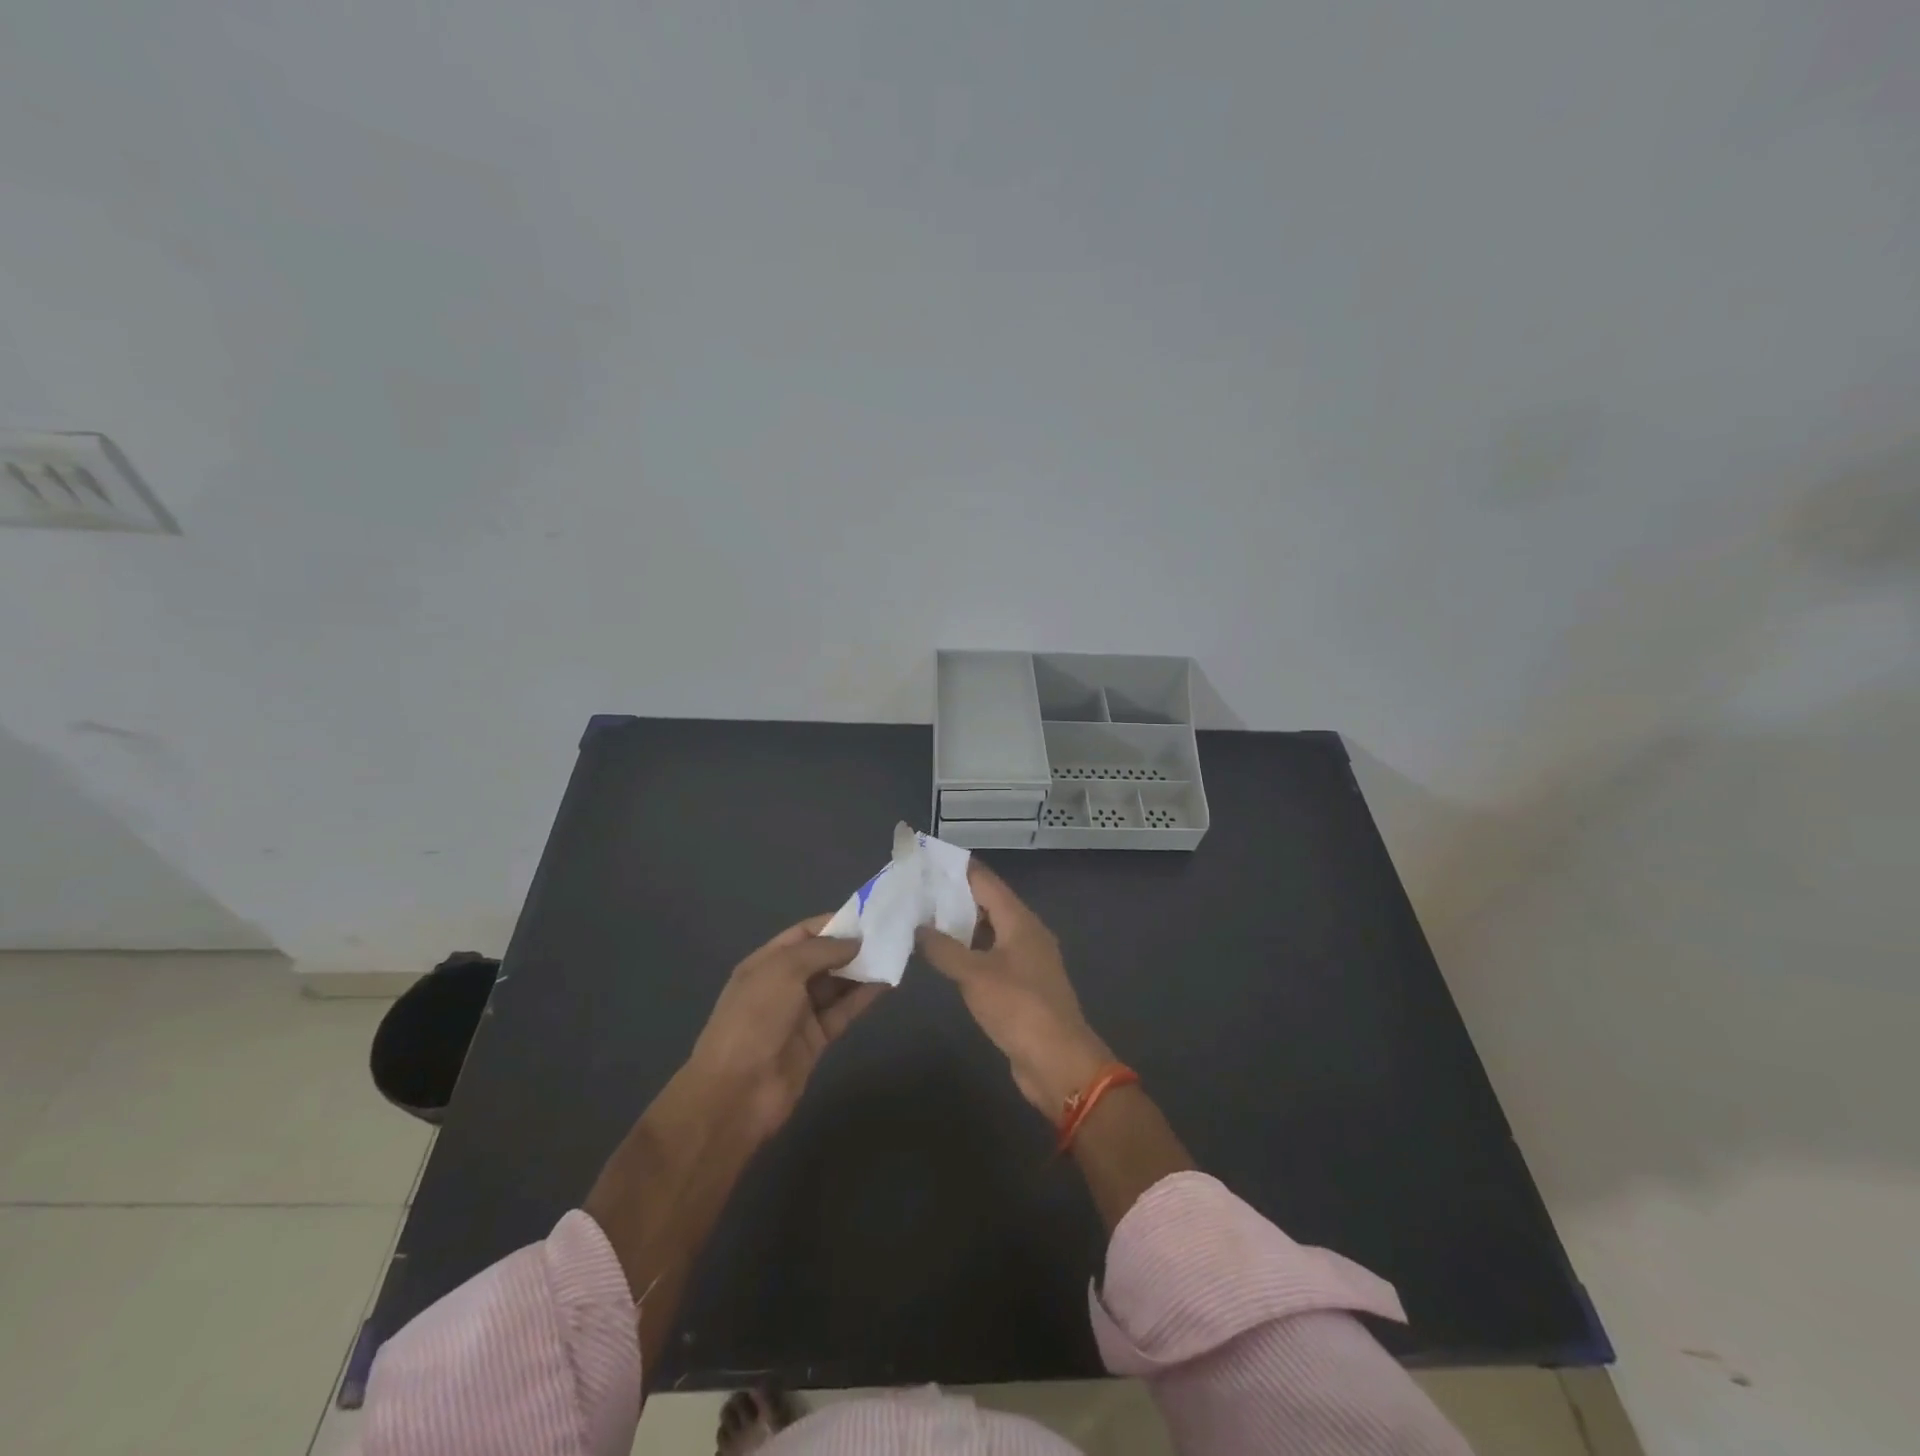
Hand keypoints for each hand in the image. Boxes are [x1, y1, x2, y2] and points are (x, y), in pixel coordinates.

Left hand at [684, 916, 881, 1138]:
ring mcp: (800, 1014)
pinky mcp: (817, 1040)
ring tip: (895, 953)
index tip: (869, 916)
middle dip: (852, 946)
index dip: (834, 923)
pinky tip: (887, 982)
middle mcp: (783, 984)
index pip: (803, 934)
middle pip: (822, 958)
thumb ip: (821, 950)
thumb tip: (855, 941)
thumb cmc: (755, 1019)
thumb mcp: (783, 971)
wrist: (736, 1092)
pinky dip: (864, 996)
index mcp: (766, 962)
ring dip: (862, 970)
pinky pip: (843, 1010)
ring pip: (836, 984)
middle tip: (889, 933)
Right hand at [916, 862, 1112, 1115]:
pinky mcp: (1022, 986)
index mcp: (1020, 921)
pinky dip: (969, 951)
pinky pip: (991, 956)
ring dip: (960, 925)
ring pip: (989, 932)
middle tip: (916, 890)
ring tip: (922, 918)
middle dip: (954, 896)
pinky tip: (944, 956)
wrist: (1058, 1061)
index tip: (927, 859)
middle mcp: (1026, 934)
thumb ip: (944, 948)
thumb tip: (918, 926)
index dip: (957, 869)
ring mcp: (1026, 961)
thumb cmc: (1018, 1008)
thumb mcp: (975, 975)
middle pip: (988, 904)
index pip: (985, 881)